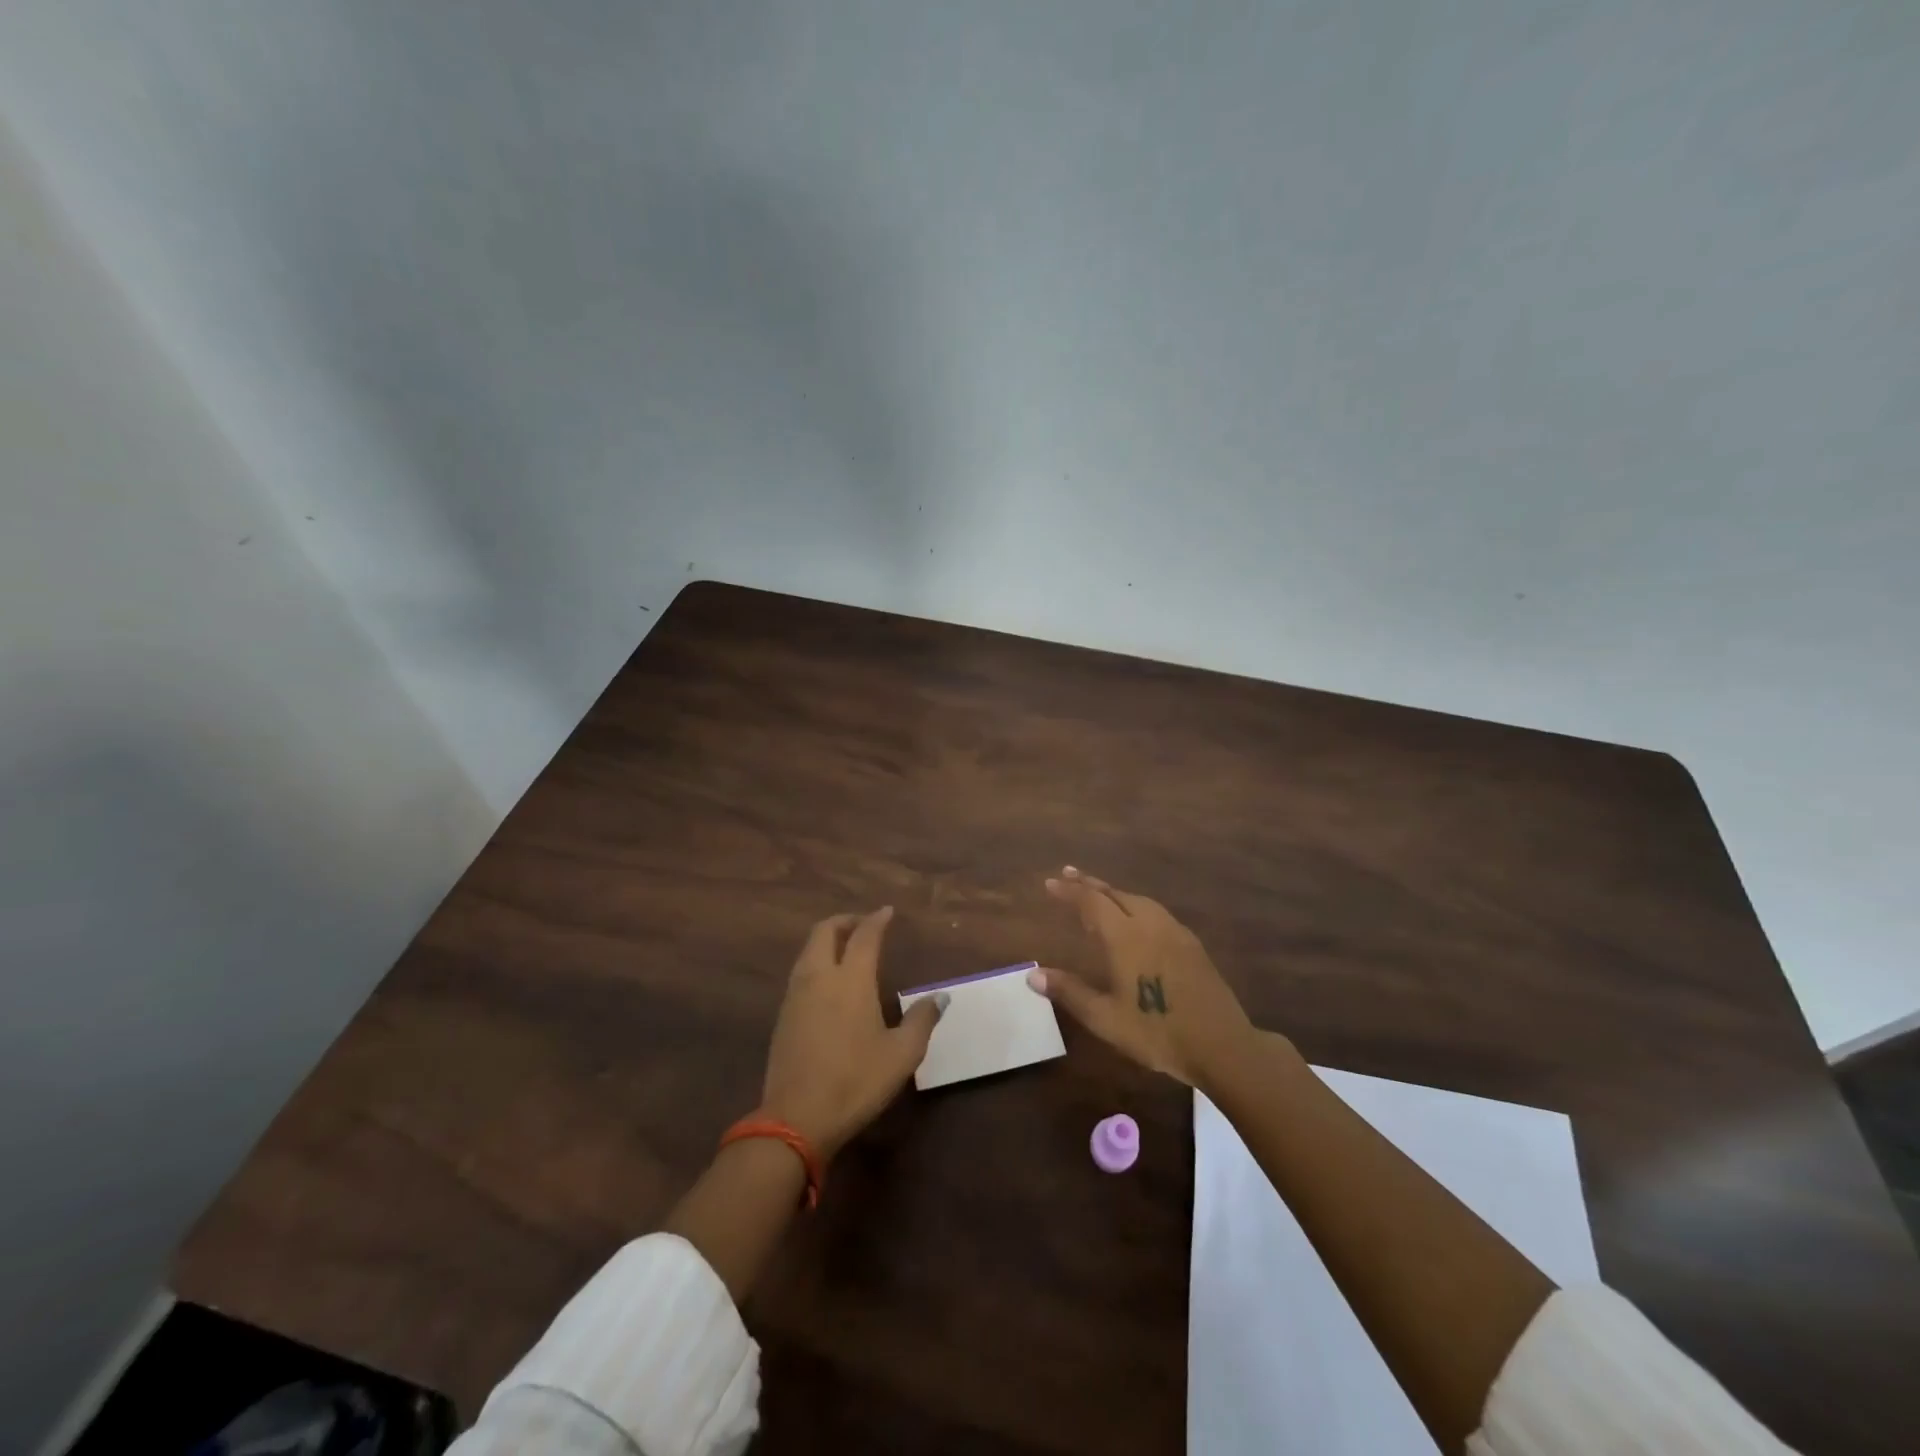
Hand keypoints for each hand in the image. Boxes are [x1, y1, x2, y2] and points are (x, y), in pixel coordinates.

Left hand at [761, 907, 942, 1159]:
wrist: (796, 1118)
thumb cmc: (856, 1081)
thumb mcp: (901, 1054)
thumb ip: (922, 1020)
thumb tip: (941, 997)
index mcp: (851, 979)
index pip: (864, 936)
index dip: (876, 919)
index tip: (887, 912)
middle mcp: (819, 977)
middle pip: (825, 931)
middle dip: (844, 921)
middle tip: (863, 925)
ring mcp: (796, 996)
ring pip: (808, 951)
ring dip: (827, 940)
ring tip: (846, 949)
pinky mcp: (783, 1016)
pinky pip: (800, 973)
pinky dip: (816, 962)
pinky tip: (829, 984)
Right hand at [1029, 867, 1254, 1088]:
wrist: (1221, 1045)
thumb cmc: (1156, 1032)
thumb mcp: (1105, 1018)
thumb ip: (1069, 992)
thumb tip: (1033, 975)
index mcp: (1125, 937)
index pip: (1091, 902)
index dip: (1070, 891)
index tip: (1051, 882)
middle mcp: (1149, 924)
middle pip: (1115, 894)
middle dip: (1089, 884)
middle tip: (1069, 875)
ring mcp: (1174, 932)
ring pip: (1139, 900)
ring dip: (1114, 893)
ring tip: (1098, 894)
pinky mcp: (1191, 945)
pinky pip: (1156, 912)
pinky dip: (1135, 905)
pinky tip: (1136, 919)